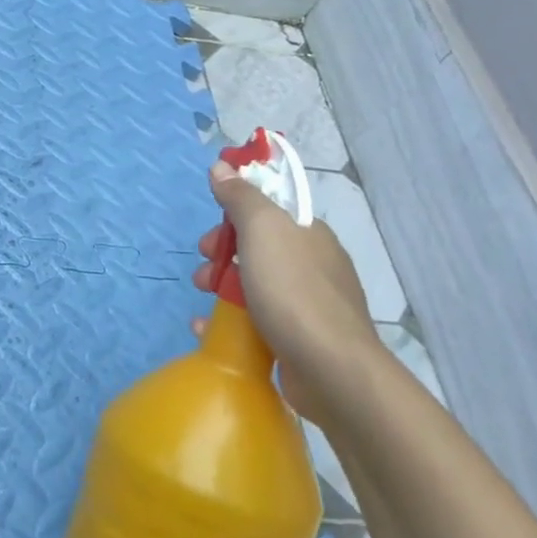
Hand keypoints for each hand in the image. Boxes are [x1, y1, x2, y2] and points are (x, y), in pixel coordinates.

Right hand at [191, 160, 381, 427]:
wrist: (333, 371)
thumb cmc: (293, 291)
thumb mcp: (262, 229)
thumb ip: (241, 196)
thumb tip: (222, 166)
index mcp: (309, 234)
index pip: (269, 210)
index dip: (234, 215)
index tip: (213, 233)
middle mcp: (314, 264)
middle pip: (258, 248)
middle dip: (222, 254)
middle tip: (203, 269)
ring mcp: (310, 305)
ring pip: (256, 284)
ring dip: (222, 287)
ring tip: (203, 301)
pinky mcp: (302, 340)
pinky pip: (259, 321)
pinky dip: (231, 321)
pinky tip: (209, 330)